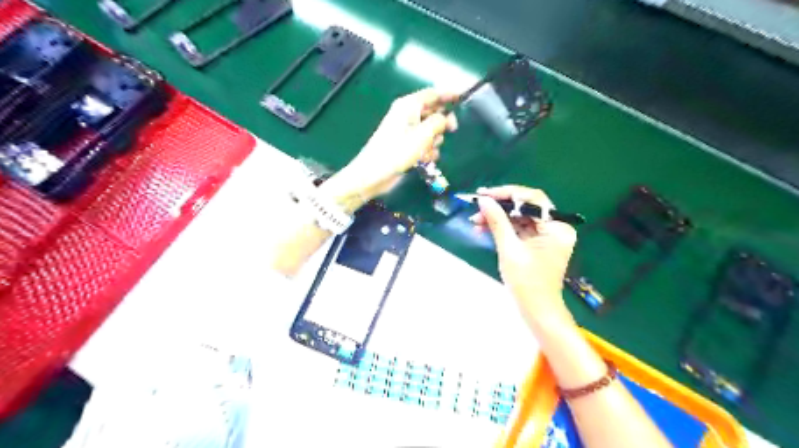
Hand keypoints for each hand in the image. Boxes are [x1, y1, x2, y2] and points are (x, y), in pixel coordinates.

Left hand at [330, 89, 454, 204]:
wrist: (374, 174)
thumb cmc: (397, 151)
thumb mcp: (422, 134)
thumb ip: (439, 122)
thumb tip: (447, 118)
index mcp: (408, 106)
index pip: (432, 94)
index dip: (448, 95)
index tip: (463, 99)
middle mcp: (407, 116)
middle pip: (433, 113)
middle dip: (441, 125)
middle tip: (451, 131)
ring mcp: (406, 133)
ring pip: (430, 132)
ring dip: (434, 142)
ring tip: (427, 152)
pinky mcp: (406, 147)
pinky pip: (424, 145)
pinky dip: (427, 152)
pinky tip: (424, 161)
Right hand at [469, 186, 578, 328]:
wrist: (537, 312)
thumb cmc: (527, 283)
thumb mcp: (509, 249)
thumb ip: (497, 221)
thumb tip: (483, 200)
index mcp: (557, 227)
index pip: (532, 199)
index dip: (506, 193)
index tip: (484, 194)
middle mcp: (556, 227)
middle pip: (525, 207)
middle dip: (499, 207)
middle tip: (477, 207)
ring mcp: (547, 236)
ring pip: (520, 218)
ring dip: (498, 218)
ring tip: (475, 221)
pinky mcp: (538, 244)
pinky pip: (519, 229)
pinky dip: (503, 229)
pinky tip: (484, 229)